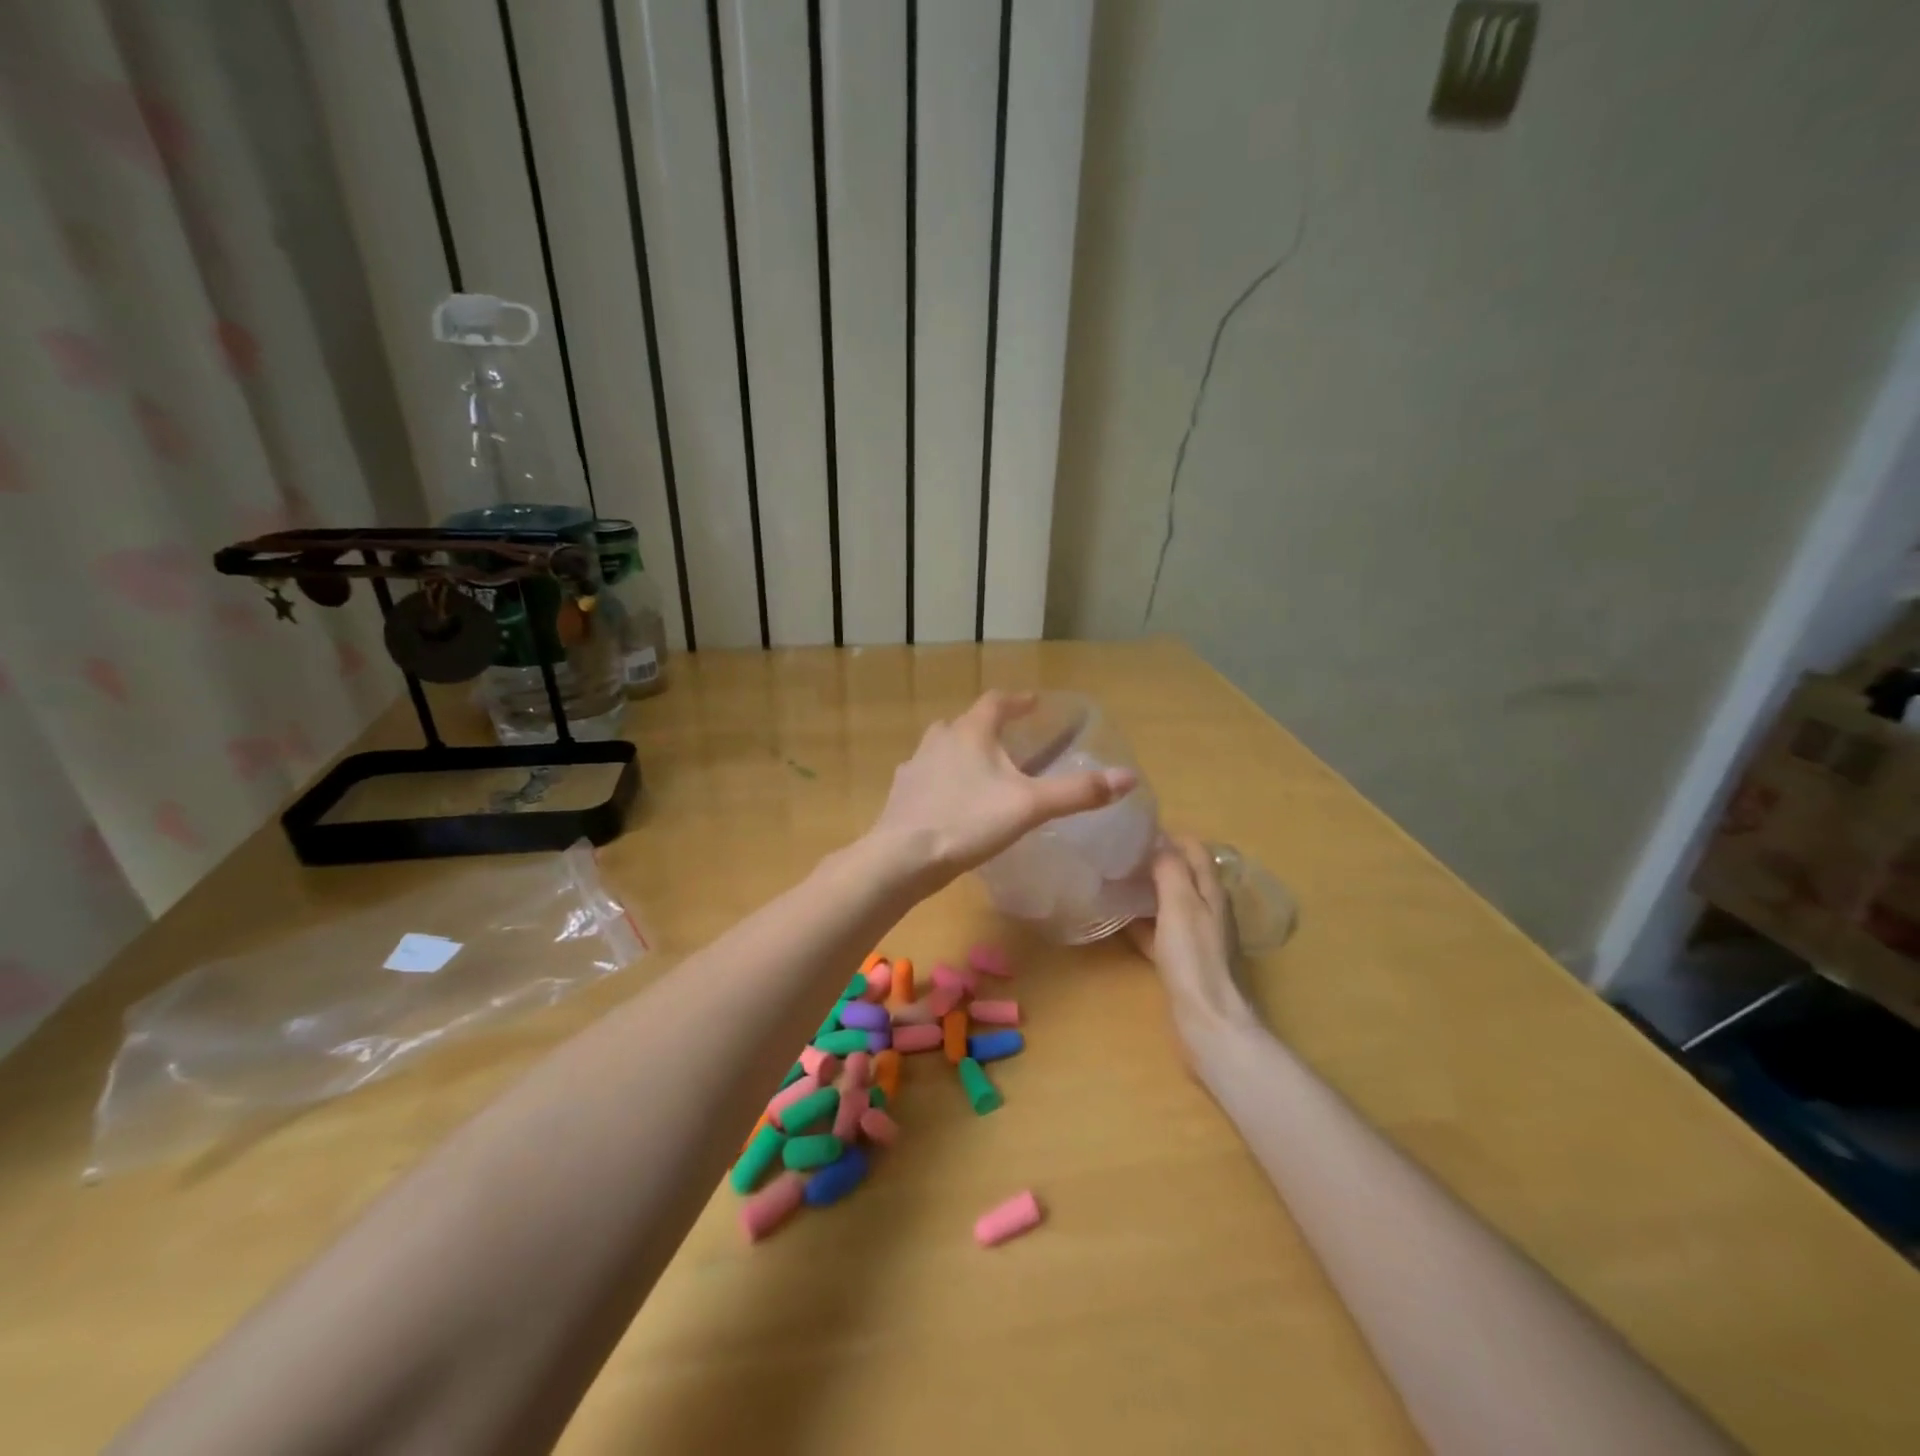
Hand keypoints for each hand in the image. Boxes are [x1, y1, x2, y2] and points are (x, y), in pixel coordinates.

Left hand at [867, 690, 1136, 888]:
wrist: (903, 857)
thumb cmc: (969, 822)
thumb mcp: (1030, 807)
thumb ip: (1077, 792)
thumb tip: (1128, 778)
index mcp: (970, 732)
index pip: (996, 702)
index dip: (1017, 701)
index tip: (1033, 704)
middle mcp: (938, 739)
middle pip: (966, 723)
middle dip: (988, 727)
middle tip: (1010, 741)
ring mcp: (914, 765)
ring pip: (942, 748)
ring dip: (962, 752)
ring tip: (982, 771)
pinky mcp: (901, 793)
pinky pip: (927, 775)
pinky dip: (943, 779)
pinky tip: (951, 801)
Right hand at [1127, 837, 1258, 1047]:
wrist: (1209, 1021)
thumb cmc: (1195, 958)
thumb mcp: (1180, 905)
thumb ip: (1171, 870)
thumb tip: (1159, 839)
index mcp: (1212, 892)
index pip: (1194, 850)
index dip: (1169, 836)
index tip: (1135, 829)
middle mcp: (1209, 910)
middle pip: (1183, 876)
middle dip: (1155, 861)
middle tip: (1119, 854)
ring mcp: (1197, 938)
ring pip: (1170, 904)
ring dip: (1148, 891)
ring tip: (1115, 882)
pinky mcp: (1184, 962)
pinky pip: (1161, 932)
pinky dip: (1143, 922)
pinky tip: (1121, 923)